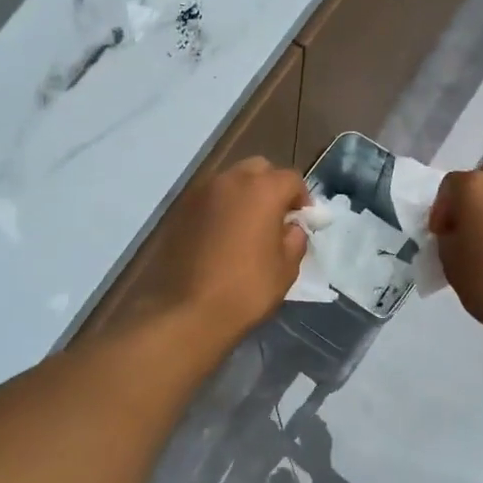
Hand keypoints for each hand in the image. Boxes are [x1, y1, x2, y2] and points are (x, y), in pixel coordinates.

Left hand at [145, 157, 308, 345]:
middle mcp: (230, 180)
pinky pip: (209, 199)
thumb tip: (291, 228)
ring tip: (248, 227)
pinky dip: (221, 209)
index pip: (292, 179)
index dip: (302, 199)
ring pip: (231, 181)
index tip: (302, 221)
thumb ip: (295, 239)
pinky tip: (222, 236)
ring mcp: (200, 193)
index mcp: (262, 190)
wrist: (187, 311)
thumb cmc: (246, 289)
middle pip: (259, 170)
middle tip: (276, 218)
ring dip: (244, 196)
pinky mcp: (179, 210)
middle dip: (271, 187)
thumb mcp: (286, 268)